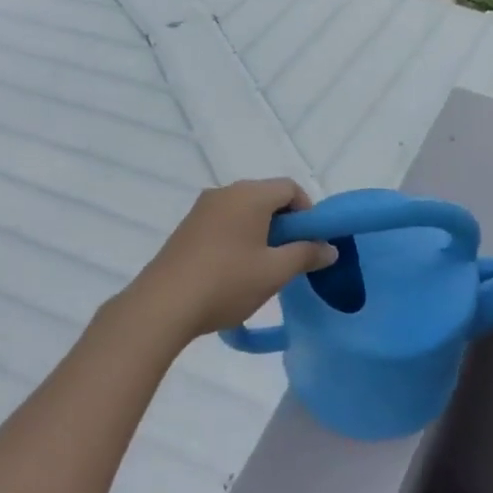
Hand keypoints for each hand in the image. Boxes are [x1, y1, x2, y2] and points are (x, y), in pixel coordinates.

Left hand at [131, 179, 339, 341]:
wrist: (163, 305)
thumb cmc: (227, 282)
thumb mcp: (275, 272)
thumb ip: (306, 254)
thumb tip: (329, 248)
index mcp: (249, 194)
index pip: (290, 188)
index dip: (308, 212)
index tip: (311, 243)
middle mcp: (224, 192)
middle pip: (266, 197)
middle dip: (285, 224)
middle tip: (291, 258)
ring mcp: (201, 209)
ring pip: (244, 211)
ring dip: (262, 232)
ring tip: (264, 268)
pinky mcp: (187, 228)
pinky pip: (223, 223)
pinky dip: (239, 238)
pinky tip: (236, 271)